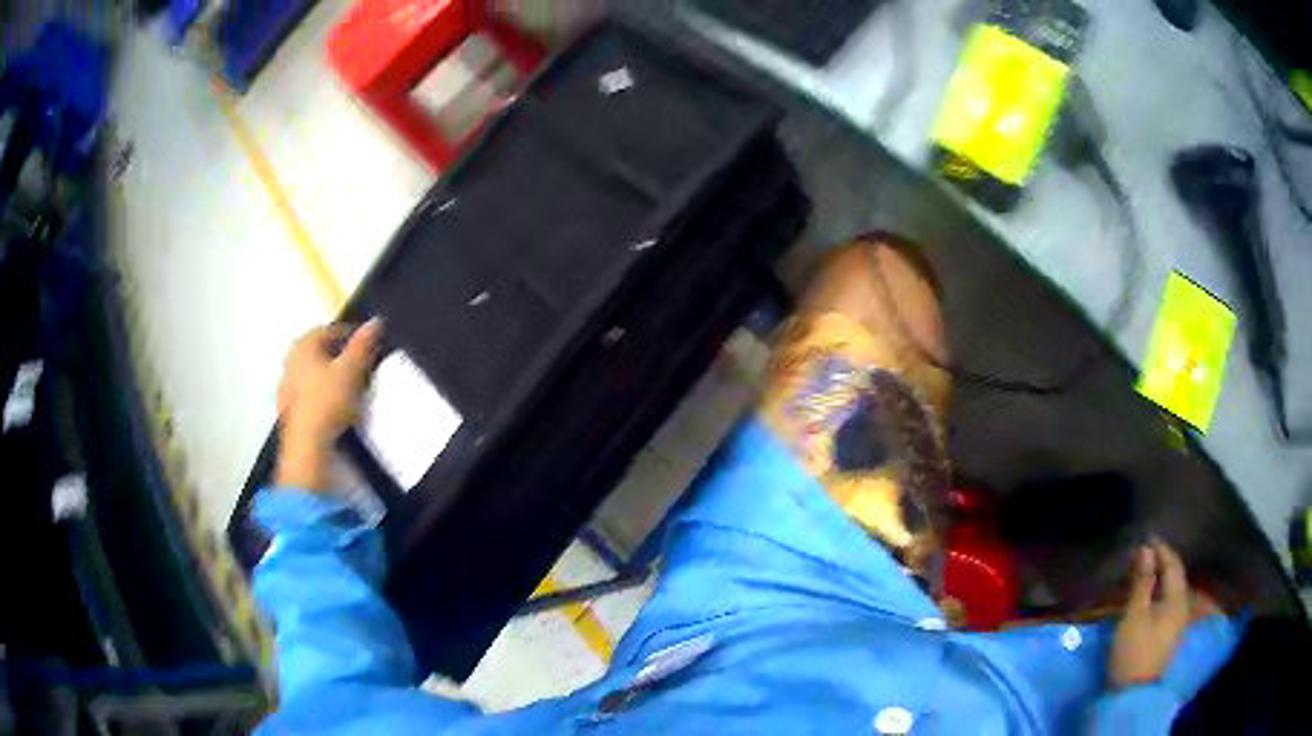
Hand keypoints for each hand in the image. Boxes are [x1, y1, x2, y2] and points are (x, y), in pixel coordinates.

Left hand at [275, 319, 382, 490]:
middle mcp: (290, 359)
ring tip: (348, 388)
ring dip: (328, 375)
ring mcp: (286, 385)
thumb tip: (376, 321)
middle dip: (338, 355)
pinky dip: (320, 393)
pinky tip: (333, 406)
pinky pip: (307, 392)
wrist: (307, 445)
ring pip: (312, 372)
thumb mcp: (352, 370)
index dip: (352, 336)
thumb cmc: (328, 401)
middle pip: (319, 351)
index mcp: (304, 344)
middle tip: (359, 366)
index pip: (330, 330)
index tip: (368, 347)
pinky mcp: (288, 408)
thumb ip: (363, 345)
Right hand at [1108, 540, 1217, 688]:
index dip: (1161, 549)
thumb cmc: (1134, 650)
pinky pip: (1168, 603)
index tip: (1147, 538)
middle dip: (1161, 562)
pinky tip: (1149, 596)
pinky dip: (1159, 593)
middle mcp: (1183, 605)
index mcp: (1178, 597)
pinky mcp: (1169, 635)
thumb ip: (1142, 581)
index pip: (1173, 564)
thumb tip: (1146, 549)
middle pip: (1175, 576)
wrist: (1133, 694)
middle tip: (1144, 553)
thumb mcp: (1135, 614)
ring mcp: (1177, 622)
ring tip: (1145, 573)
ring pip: (1171, 591)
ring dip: (1160, 578)